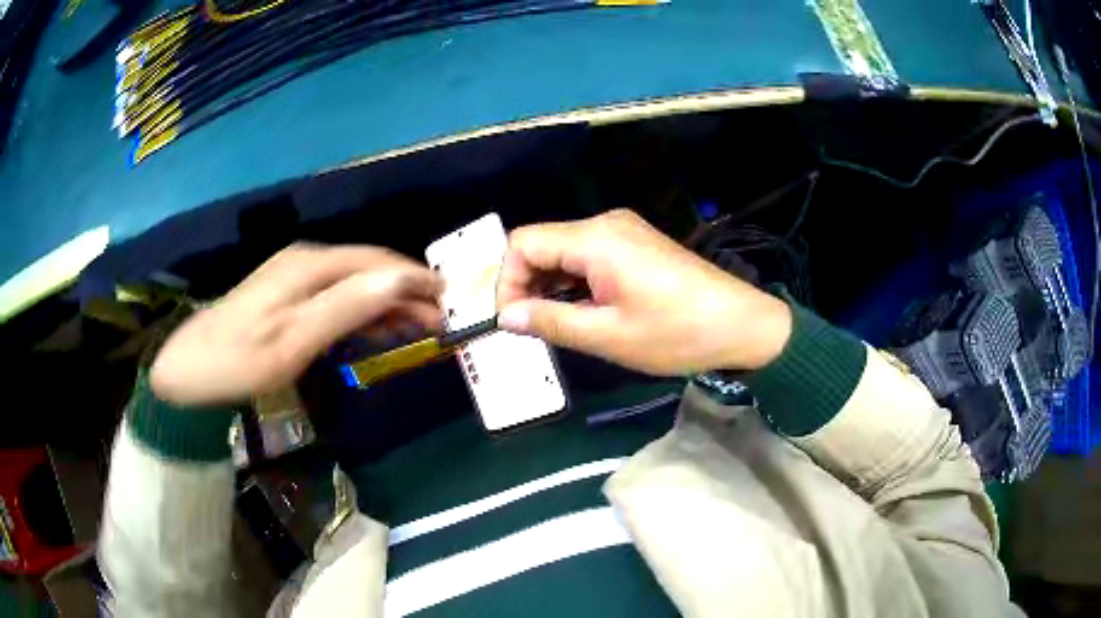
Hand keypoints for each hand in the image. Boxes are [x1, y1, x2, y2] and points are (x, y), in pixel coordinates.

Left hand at [151, 244, 442, 406]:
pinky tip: (377, 327)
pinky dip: (363, 311)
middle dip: (406, 291)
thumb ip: (346, 307)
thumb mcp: (294, 340)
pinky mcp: (288, 296)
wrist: (190, 369)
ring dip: (388, 303)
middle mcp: (306, 262)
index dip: (415, 277)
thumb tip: (400, 278)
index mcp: (310, 266)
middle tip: (441, 322)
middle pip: (368, 269)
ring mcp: (295, 278)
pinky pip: (337, 297)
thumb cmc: (240, 360)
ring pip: (355, 283)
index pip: (376, 261)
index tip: (450, 298)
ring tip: (420, 327)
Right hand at [496, 210, 791, 374]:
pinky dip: (574, 283)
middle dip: (526, 285)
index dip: (507, 281)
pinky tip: (580, 311)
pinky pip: (589, 257)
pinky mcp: (637, 245)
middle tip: (529, 328)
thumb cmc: (676, 333)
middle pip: (542, 243)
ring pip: (565, 251)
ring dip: (550, 286)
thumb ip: (550, 321)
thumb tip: (505, 317)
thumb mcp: (607, 335)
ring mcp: (624, 232)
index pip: (523, 243)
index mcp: (595, 238)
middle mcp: (606, 224)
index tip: (511, 321)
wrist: (742, 325)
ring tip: (553, 325)